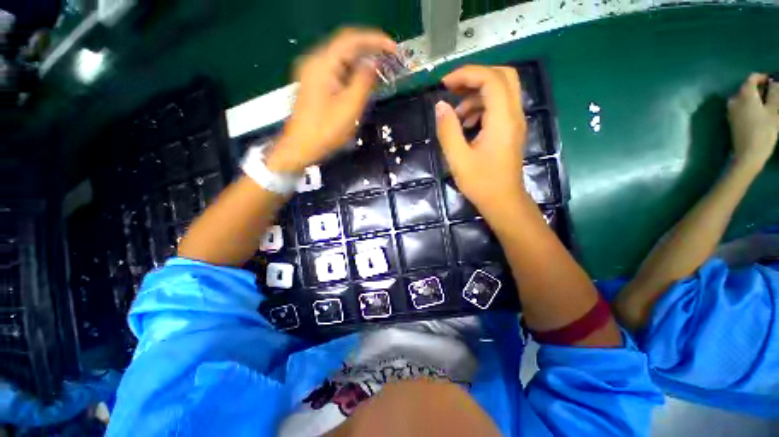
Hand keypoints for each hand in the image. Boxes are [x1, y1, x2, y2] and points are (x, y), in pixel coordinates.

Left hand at [266, 28, 396, 172]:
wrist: (301, 147)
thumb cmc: (326, 131)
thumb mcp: (350, 107)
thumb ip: (363, 81)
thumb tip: (373, 64)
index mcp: (322, 64)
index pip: (351, 39)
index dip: (374, 40)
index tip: (393, 48)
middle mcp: (315, 61)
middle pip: (345, 46)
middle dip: (369, 49)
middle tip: (390, 59)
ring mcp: (313, 72)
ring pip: (342, 58)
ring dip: (362, 62)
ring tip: (380, 70)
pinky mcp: (315, 83)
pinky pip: (337, 70)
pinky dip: (352, 72)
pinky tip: (363, 81)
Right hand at [435, 66, 527, 211]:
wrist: (503, 201)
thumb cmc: (481, 183)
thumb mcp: (458, 158)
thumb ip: (448, 130)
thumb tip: (440, 106)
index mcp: (502, 119)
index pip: (491, 79)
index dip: (467, 74)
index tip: (444, 84)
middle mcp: (514, 115)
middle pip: (502, 76)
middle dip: (475, 76)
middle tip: (452, 88)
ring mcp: (515, 122)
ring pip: (501, 91)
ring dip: (476, 94)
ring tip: (455, 115)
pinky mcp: (511, 130)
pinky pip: (499, 107)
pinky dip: (481, 107)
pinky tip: (466, 125)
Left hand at [727, 73, 778, 172]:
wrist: (748, 154)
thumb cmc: (763, 131)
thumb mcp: (774, 110)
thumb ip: (775, 93)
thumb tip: (775, 81)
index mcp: (744, 93)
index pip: (752, 78)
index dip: (764, 77)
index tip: (775, 82)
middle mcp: (734, 99)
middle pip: (747, 87)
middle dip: (761, 88)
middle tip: (774, 94)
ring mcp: (731, 110)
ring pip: (744, 97)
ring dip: (756, 97)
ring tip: (769, 104)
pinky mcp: (731, 119)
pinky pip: (741, 106)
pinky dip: (751, 105)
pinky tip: (760, 113)